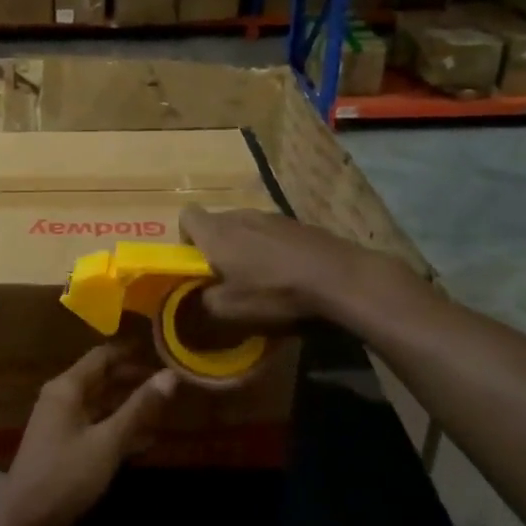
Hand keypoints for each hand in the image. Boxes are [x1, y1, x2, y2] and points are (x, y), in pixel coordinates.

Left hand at [0, 345, 176, 525]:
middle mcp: (62, 398)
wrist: (23, 525)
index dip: (131, 351)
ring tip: (166, 409)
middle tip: (171, 382)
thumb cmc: (65, 477)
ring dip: (130, 405)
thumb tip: (170, 375)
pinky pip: (96, 426)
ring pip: (102, 404)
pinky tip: (146, 439)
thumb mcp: (107, 442)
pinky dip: (119, 428)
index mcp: (67, 387)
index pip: (103, 355)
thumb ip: (139, 408)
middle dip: (135, 379)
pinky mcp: (65, 447)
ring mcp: (62, 423)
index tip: (162, 349)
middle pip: (103, 378)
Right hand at [179, 207, 362, 331]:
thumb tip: (199, 298)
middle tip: (227, 278)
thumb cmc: (274, 292)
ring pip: (247, 228)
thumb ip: (204, 302)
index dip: (186, 238)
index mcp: (216, 231)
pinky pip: (274, 234)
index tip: (196, 263)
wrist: (338, 278)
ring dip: (247, 249)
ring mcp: (272, 216)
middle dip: (217, 247)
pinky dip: (274, 251)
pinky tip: (289, 275)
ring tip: (262, 279)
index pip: (187, 215)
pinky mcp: (299, 224)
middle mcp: (240, 215)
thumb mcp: (230, 310)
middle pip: (217, 223)